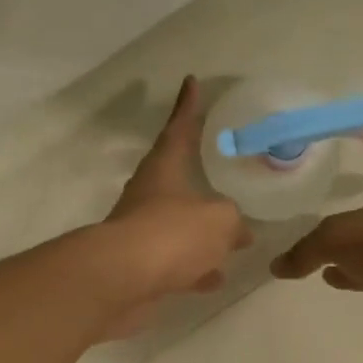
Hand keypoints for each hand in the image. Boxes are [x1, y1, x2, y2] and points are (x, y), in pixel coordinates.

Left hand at [99, 76, 251, 334]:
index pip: (178, 129)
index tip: (191, 82)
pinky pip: (176, 261)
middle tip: (223, 176)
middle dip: (200, 180)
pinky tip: (215, 277)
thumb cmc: (173, 234)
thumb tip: (239, 234)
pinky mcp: (141, 267)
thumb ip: (233, 222)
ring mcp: (142, 233)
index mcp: (164, 170)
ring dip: (202, 233)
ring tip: (232, 239)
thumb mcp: (220, 220)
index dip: (187, 107)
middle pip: (176, 180)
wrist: (123, 280)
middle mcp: (149, 196)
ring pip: (178, 226)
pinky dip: (195, 266)